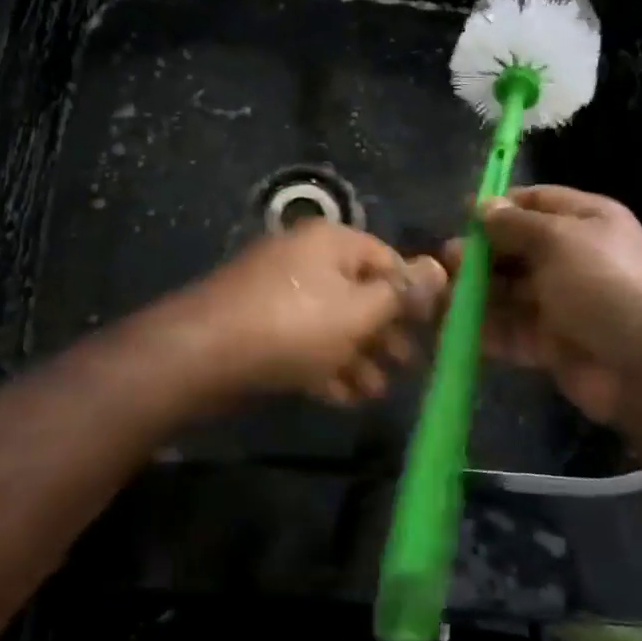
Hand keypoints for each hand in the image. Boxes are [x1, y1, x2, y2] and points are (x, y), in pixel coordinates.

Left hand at [175, 222, 446, 404]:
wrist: (202, 355)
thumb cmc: (293, 326)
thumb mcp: (358, 311)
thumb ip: (401, 294)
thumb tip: (440, 266)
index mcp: (330, 242)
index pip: (387, 259)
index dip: (413, 294)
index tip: (434, 331)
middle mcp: (305, 260)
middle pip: (358, 292)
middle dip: (385, 332)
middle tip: (408, 366)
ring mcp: (278, 293)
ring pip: (331, 322)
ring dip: (358, 356)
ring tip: (377, 392)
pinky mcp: (259, 326)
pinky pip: (303, 342)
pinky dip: (325, 365)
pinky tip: (344, 397)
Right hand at [444, 186, 641, 426]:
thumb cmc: (602, 284)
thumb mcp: (557, 239)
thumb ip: (514, 223)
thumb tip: (483, 206)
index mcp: (586, 222)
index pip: (536, 201)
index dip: (499, 206)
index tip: (462, 215)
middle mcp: (574, 258)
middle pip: (517, 248)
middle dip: (481, 253)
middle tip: (447, 261)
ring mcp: (563, 303)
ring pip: (509, 291)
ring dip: (476, 292)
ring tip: (441, 295)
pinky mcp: (551, 342)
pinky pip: (511, 329)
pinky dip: (484, 329)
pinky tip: (453, 326)